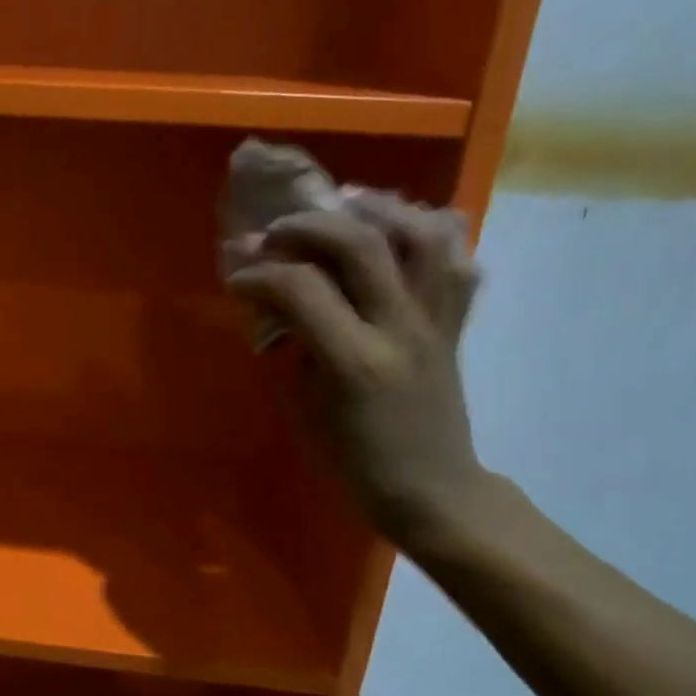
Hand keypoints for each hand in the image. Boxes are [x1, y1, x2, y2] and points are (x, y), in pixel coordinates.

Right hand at [227, 198, 487, 547]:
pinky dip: (432, 232)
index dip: (259, 274)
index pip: (300, 288)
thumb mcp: (306, 407)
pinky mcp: (456, 324)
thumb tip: (277, 296)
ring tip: (346, 205)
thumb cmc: (356, 461)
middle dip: (309, 225)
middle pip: (361, 244)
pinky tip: (402, 229)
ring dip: (380, 209)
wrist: (433, 490)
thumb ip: (294, 344)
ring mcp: (436, 323)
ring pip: (423, 236)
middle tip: (278, 232)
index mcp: (354, 362)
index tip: (238, 278)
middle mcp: (401, 330)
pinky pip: (457, 261)